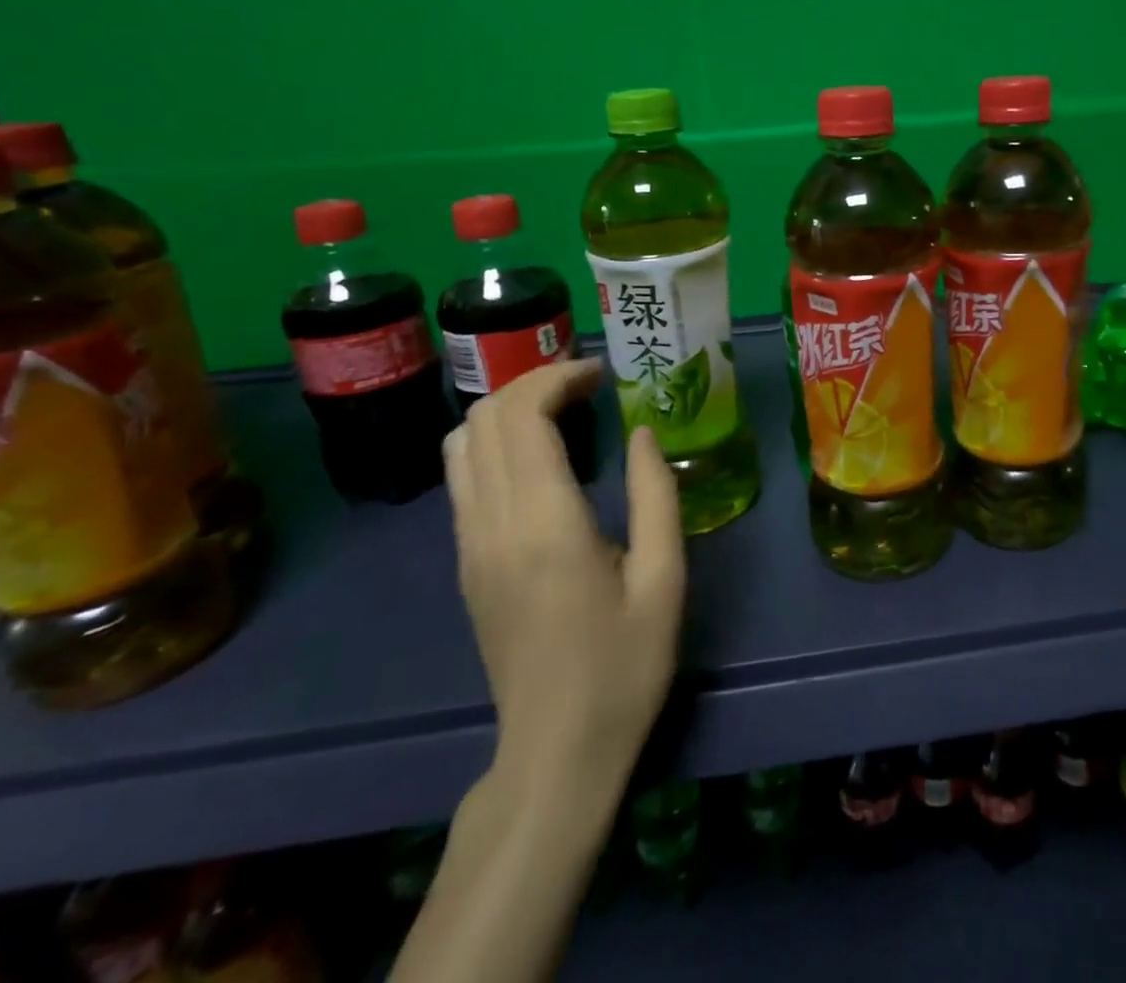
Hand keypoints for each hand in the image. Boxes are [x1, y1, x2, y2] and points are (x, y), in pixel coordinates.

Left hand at [444, 360, 684, 796]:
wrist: (556, 752)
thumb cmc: (624, 666)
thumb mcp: (664, 579)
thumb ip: (656, 494)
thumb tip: (640, 432)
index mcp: (544, 524)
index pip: (523, 416)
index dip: (558, 377)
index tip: (602, 373)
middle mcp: (492, 524)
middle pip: (484, 419)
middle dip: (533, 383)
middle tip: (589, 385)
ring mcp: (469, 545)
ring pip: (461, 445)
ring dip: (507, 410)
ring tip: (562, 411)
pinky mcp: (466, 564)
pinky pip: (464, 478)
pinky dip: (496, 443)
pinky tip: (542, 457)